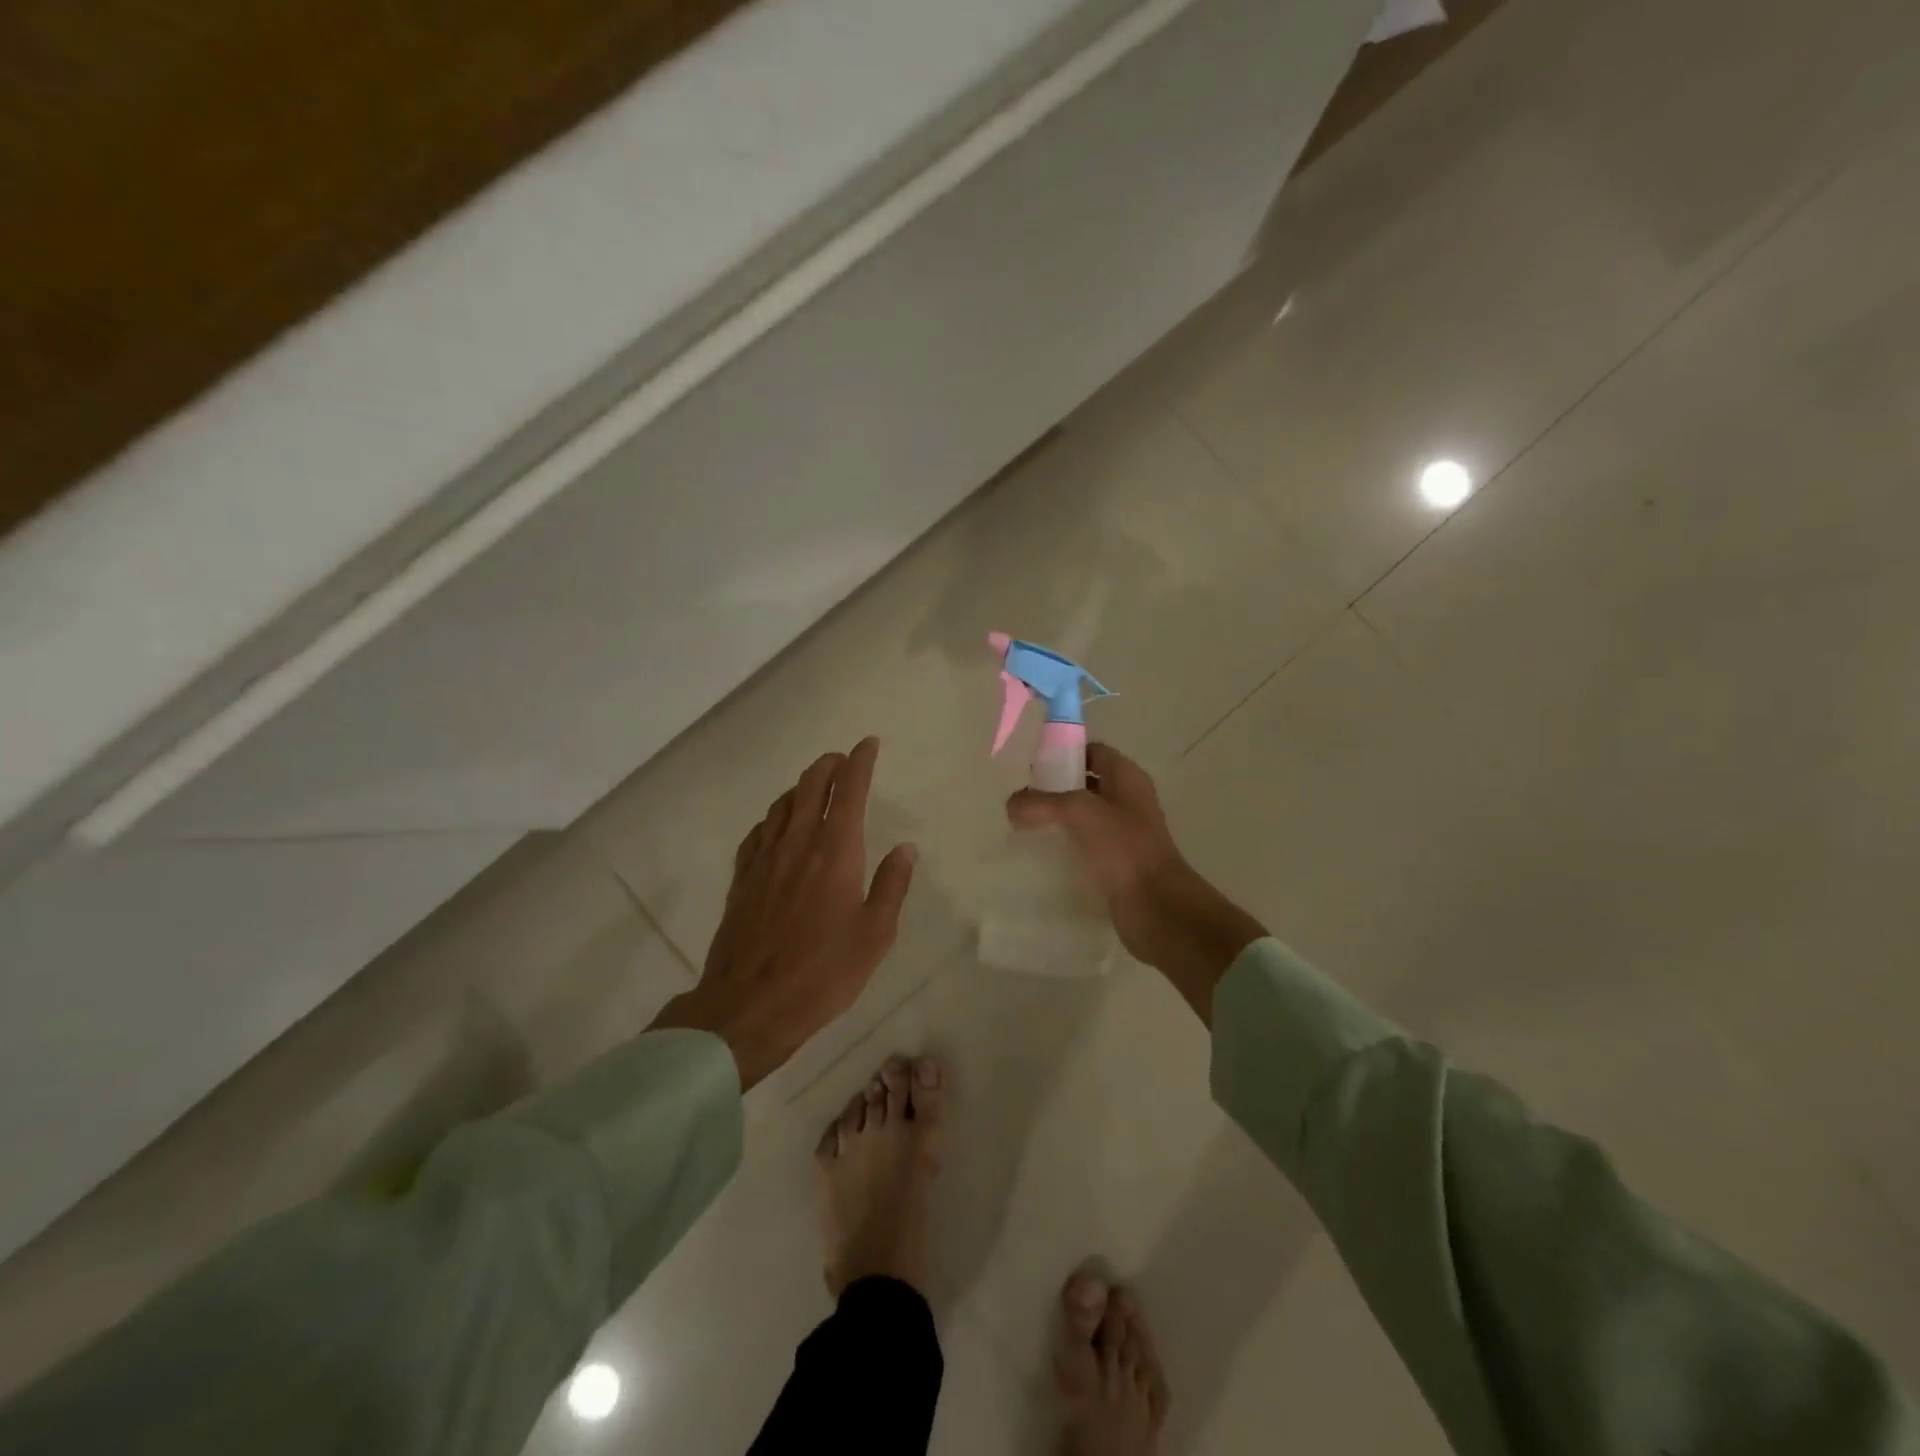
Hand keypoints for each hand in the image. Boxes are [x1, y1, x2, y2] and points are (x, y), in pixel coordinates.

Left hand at [652, 737, 916, 1087]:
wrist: (749, 1006)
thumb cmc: (823, 974)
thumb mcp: (874, 935)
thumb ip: (891, 887)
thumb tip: (906, 848)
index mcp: (835, 852)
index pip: (850, 791)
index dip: (860, 762)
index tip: (868, 744)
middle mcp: (797, 844)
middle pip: (810, 786)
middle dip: (828, 765)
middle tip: (842, 759)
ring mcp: (764, 860)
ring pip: (782, 805)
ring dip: (801, 786)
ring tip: (814, 785)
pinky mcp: (742, 879)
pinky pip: (758, 832)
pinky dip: (774, 817)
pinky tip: (777, 826)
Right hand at [1006, 743, 1263, 1022]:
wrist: (1155, 905)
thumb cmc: (1122, 847)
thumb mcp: (1077, 812)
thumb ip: (1040, 802)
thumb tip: (1011, 806)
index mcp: (1127, 777)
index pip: (1093, 751)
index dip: (1064, 753)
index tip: (1032, 768)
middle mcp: (1128, 800)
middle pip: (1086, 783)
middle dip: (1055, 788)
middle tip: (1023, 799)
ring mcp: (1124, 832)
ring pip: (1085, 816)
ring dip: (1058, 818)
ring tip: (1026, 826)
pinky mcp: (1117, 862)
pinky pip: (1086, 844)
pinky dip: (1066, 845)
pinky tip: (1043, 854)